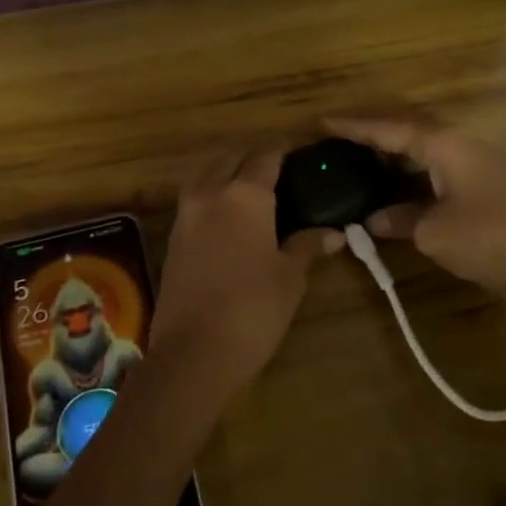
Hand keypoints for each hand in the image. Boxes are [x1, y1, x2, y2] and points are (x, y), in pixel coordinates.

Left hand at [150, 149, 340, 393]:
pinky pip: (193, 202)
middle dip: (252, 160)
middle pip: (230, 160)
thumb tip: (333, 233)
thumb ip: (307, 246)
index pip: (265, 157)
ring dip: (225, 175)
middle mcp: (211, 194)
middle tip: (277, 175)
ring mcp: (186, 216)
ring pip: (205, 177)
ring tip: (251, 194)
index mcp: (244, 194)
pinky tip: (227, 220)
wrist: (193, 352)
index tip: (301, 157)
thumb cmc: (253, 309)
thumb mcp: (290, 277)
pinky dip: (210, 198)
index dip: (284, 153)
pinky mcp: (172, 240)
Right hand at [327, 117, 505, 295]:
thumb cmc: (492, 238)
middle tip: (340, 142)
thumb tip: (375, 219)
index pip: (389, 129)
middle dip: (374, 136)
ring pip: (426, 153)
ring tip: (362, 165)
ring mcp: (479, 165)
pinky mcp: (490, 187)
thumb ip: (400, 220)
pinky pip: (439, 171)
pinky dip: (414, 177)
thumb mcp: (435, 233)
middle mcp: (462, 145)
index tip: (323, 122)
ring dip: (395, 158)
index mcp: (445, 145)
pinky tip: (401, 194)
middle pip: (409, 132)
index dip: (354, 127)